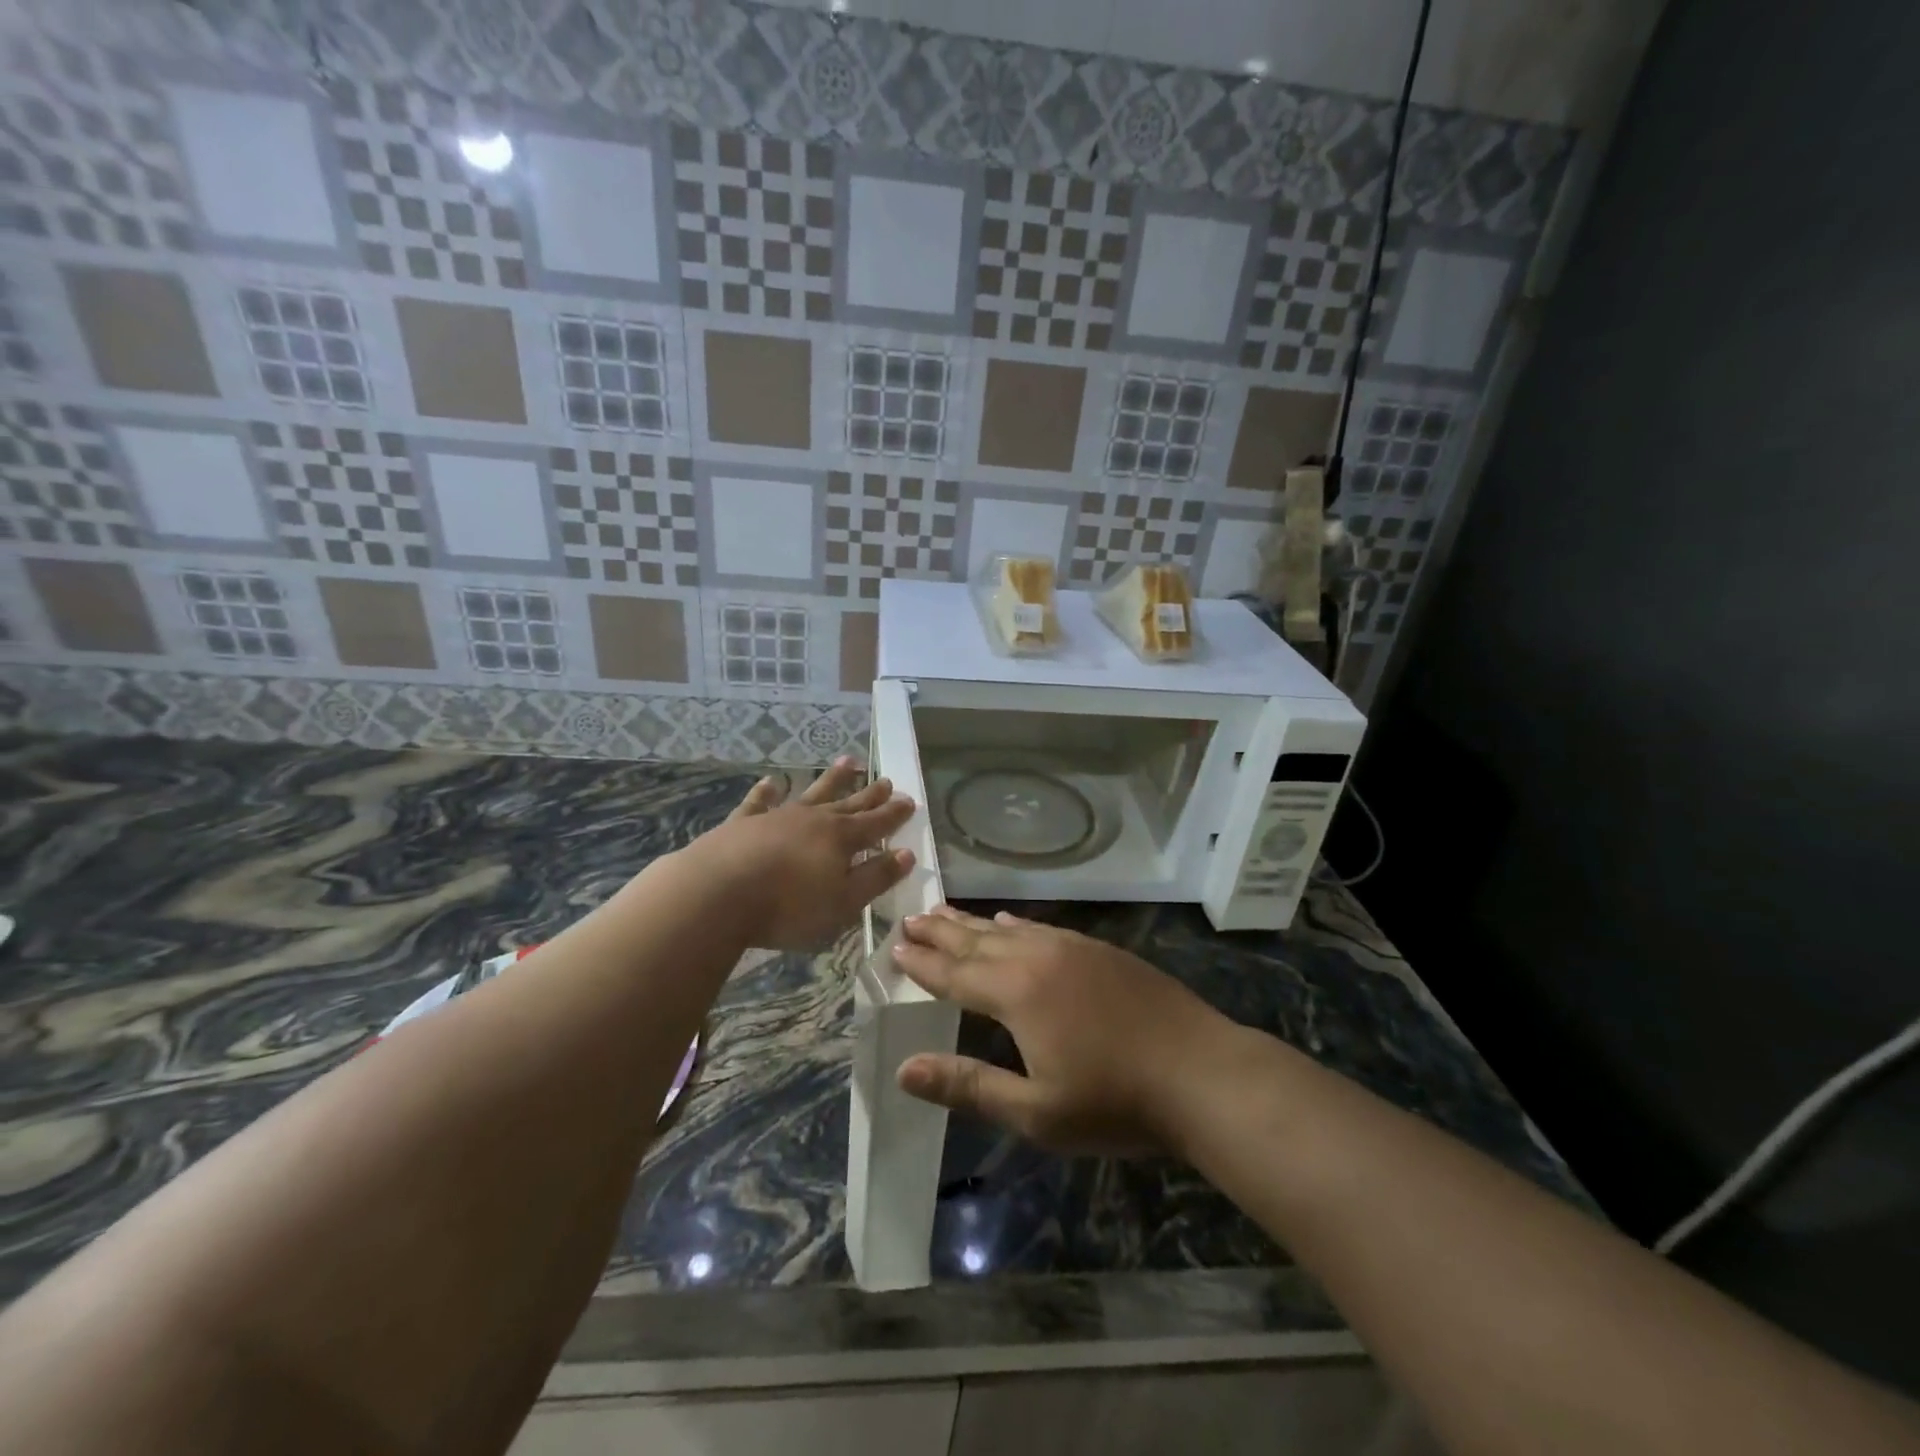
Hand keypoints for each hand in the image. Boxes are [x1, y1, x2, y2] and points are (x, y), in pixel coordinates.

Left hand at [689, 759, 915, 949]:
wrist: (717, 894)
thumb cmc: (788, 906)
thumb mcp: (843, 902)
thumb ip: (875, 877)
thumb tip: (906, 853)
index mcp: (841, 839)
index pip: (876, 823)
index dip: (894, 814)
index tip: (910, 800)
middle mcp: (813, 820)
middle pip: (848, 804)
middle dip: (870, 794)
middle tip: (886, 779)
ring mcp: (777, 817)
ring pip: (811, 792)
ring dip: (831, 779)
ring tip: (848, 761)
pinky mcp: (743, 823)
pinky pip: (760, 801)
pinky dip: (768, 790)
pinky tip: (772, 781)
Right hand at [889, 906, 1232, 1155]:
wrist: (1201, 1073)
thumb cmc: (1114, 1102)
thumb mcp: (1035, 1111)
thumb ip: (968, 1085)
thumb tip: (904, 1069)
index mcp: (1016, 993)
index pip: (955, 974)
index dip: (922, 962)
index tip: (894, 946)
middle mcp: (1038, 958)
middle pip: (976, 942)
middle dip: (939, 932)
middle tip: (909, 919)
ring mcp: (1072, 948)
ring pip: (1008, 930)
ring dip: (971, 923)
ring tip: (944, 912)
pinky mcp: (1099, 950)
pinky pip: (1041, 928)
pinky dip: (1015, 925)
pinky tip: (1008, 922)